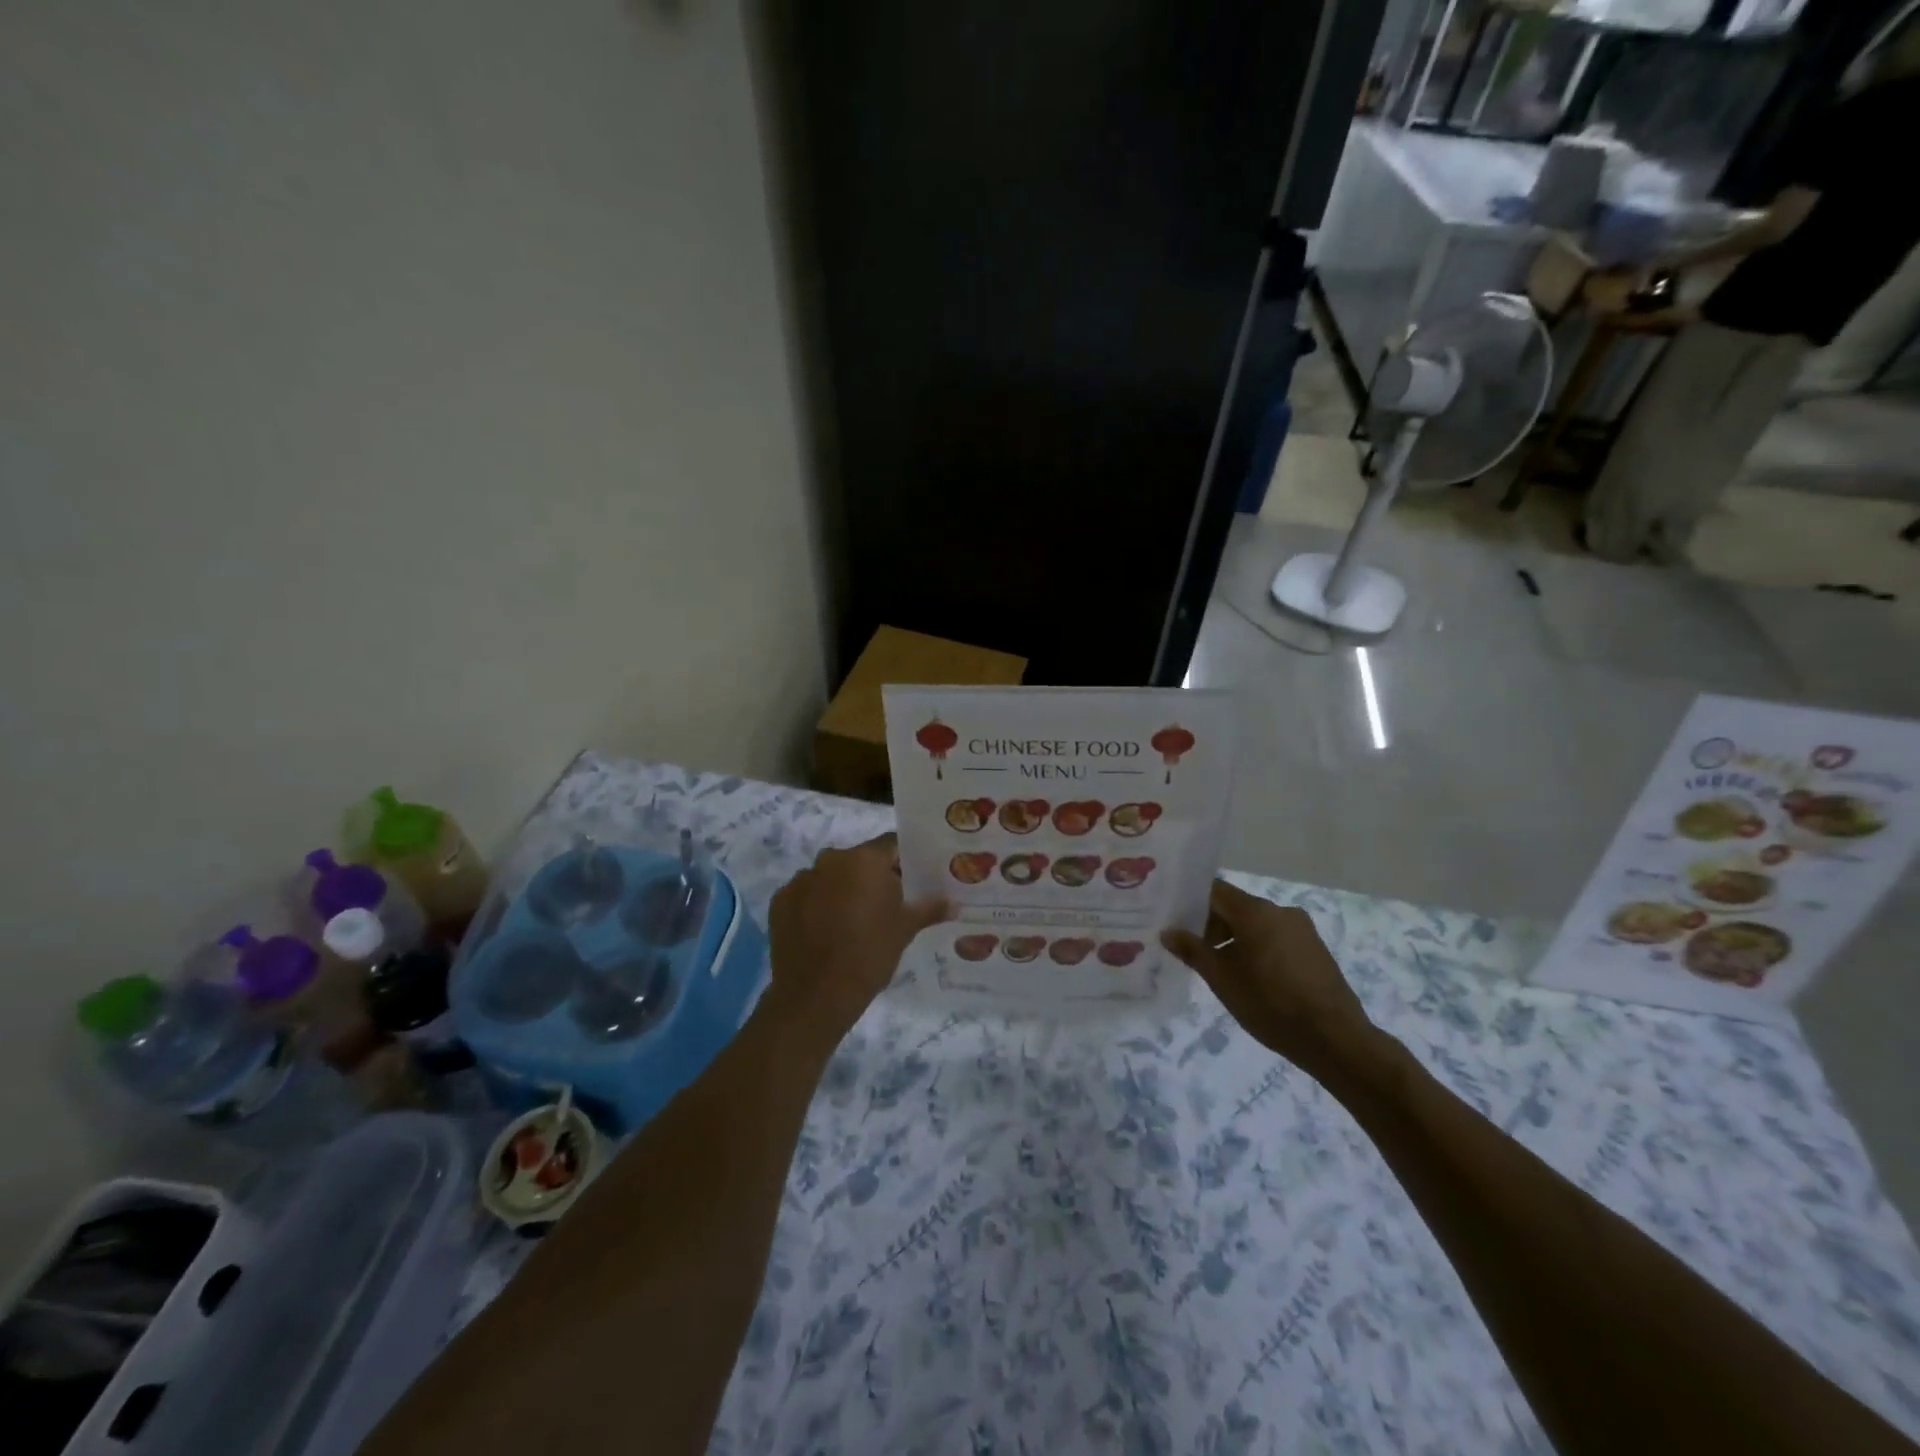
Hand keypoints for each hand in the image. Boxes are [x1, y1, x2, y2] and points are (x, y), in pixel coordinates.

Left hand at [765, 835, 948, 1039]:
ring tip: (852, 922)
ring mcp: (801, 879)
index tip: (911, 880)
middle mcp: (830, 859)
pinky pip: (806, 894)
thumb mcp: (905, 930)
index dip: (903, 861)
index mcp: (864, 860)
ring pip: (830, 876)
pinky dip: (816, 905)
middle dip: (872, 877)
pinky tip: (824, 931)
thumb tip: (954, 903)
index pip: (891, 845)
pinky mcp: (780, 901)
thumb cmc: (869, 955)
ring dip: (842, 890)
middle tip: (885, 905)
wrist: (815, 996)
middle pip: (859, 860)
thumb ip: (929, 909)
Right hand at [1162, 880, 1379, 1079]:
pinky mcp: (1315, 949)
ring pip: (1257, 924)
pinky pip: (1277, 938)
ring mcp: (1302, 929)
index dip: (1191, 902)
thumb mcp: (1222, 979)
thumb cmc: (1270, 1004)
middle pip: (1236, 906)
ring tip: (1222, 970)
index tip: (1174, 920)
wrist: (1335, 1039)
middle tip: (1193, 951)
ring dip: (1235, 939)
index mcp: (1255, 911)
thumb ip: (1192, 950)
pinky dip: (1258, 948)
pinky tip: (1253, 978)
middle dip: (1212, 925)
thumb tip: (1168, 932)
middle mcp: (1280, 911)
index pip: (1214, 890)